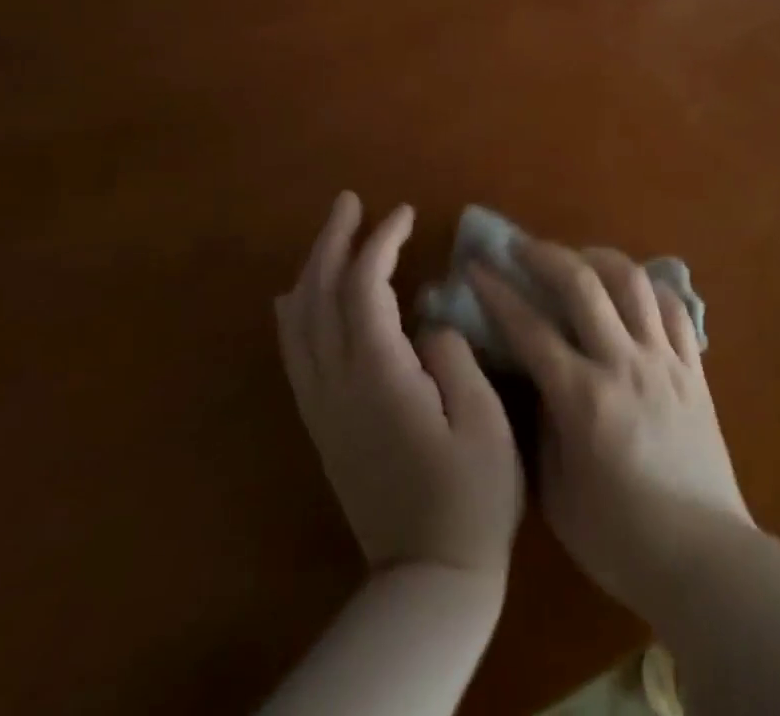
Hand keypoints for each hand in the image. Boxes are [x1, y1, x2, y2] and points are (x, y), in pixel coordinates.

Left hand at [277, 193, 523, 586]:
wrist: (429, 578)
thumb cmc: (472, 497)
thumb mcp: (484, 423)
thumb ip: (454, 359)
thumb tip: (430, 323)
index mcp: (380, 378)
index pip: (364, 289)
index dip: (380, 242)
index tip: (404, 213)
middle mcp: (339, 386)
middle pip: (320, 298)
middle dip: (333, 242)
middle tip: (350, 201)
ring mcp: (324, 408)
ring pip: (300, 324)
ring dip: (313, 270)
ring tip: (331, 233)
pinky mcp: (325, 427)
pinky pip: (297, 355)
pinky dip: (296, 314)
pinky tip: (298, 298)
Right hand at [470, 240, 751, 613]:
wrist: (702, 557)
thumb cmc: (619, 538)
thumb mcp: (557, 494)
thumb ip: (543, 427)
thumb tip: (537, 379)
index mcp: (583, 399)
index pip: (530, 329)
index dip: (499, 293)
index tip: (478, 267)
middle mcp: (623, 364)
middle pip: (583, 285)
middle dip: (546, 256)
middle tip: (522, 247)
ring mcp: (664, 360)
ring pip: (633, 282)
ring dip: (599, 258)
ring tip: (579, 258)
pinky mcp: (694, 367)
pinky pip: (673, 308)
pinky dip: (649, 289)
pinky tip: (633, 291)